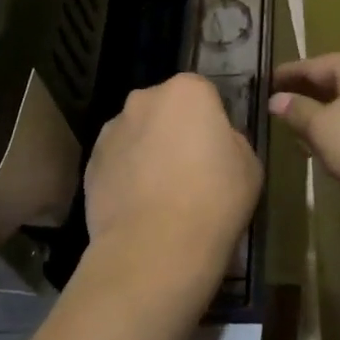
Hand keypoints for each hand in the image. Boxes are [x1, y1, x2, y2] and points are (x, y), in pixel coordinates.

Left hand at [81, 73, 261, 325]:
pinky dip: (127, 176)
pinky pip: (117, 162)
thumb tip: (215, 143)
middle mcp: (144, 99)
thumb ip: (231, 141)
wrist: (155, 249)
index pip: (203, 94)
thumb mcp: (249, 165)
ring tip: (161, 194)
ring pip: (138, 134)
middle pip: (165, 109)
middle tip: (190, 170)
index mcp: (187, 90)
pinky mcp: (90, 163)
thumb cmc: (214, 200)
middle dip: (175, 130)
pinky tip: (140, 208)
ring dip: (148, 151)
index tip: (217, 152)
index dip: (212, 122)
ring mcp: (112, 130)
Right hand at [270, 51, 339, 227]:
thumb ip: (298, 112)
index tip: (264, 84)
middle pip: (332, 81)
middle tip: (278, 113)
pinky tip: (334, 151)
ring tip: (300, 137)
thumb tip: (278, 99)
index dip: (286, 75)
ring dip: (324, 117)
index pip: (311, 65)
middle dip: (305, 97)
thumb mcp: (324, 130)